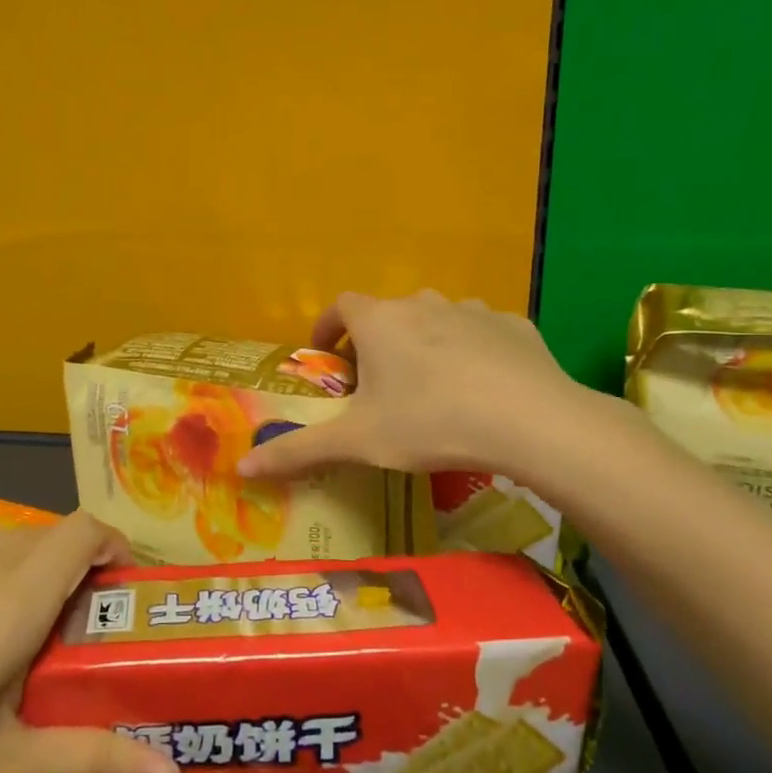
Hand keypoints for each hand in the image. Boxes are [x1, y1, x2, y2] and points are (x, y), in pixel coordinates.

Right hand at [237, 290, 599, 487]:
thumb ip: (297, 451)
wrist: (530, 421)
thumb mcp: (358, 443)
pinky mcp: (513, 326)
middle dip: (375, 343)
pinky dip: (472, 351)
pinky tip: (481, 387)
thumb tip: (241, 469)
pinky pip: (481, 333)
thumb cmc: (430, 423)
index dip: (328, 328)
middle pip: (388, 314)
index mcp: (380, 322)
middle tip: (377, 386)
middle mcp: (422, 304)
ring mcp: (472, 310)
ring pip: (436, 320)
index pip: (340, 306)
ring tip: (430, 387)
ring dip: (425, 343)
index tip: (327, 358)